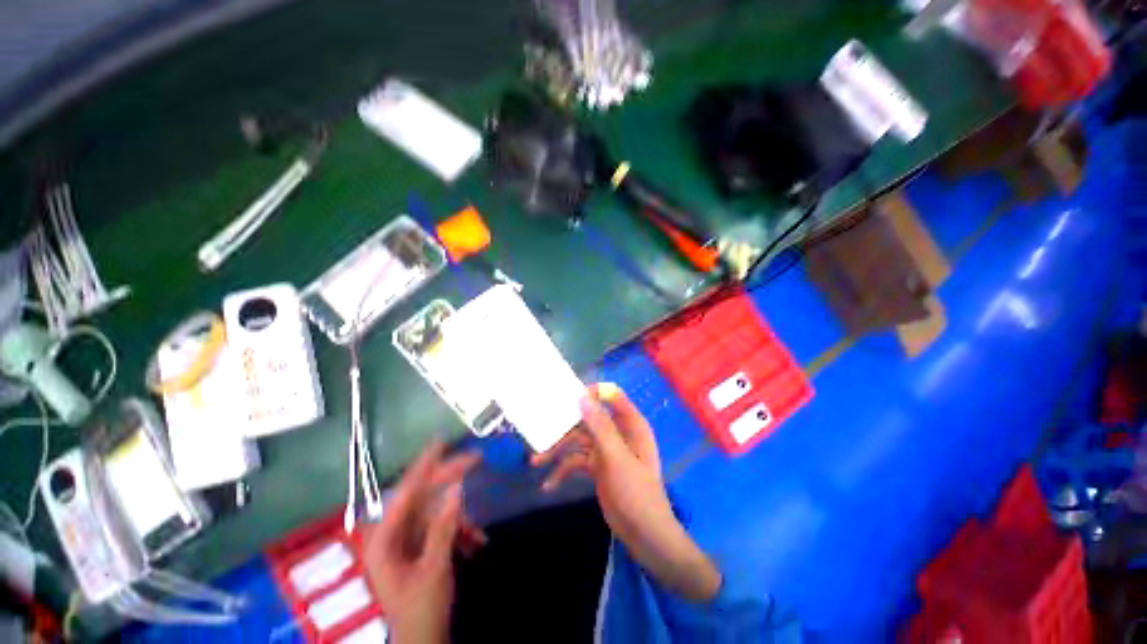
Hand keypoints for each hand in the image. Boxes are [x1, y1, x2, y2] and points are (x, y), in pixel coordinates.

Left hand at [360, 442, 485, 642]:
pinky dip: (460, 531)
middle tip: (475, 459)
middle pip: (423, 495)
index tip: (441, 442)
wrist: (423, 640)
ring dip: (460, 519)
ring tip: (479, 534)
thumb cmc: (421, 609)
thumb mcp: (434, 568)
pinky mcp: (419, 545)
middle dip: (450, 480)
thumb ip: (444, 527)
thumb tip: (458, 489)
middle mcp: (393, 533)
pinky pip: (442, 526)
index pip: (405, 491)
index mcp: (385, 538)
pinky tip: (476, 544)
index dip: (424, 464)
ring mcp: (407, 539)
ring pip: (436, 511)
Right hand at [532, 383, 721, 601]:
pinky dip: (563, 471)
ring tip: (535, 461)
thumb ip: (600, 426)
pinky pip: (577, 461)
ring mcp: (606, 450)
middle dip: (565, 425)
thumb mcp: (616, 458)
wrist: (645, 536)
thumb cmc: (636, 493)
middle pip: (588, 419)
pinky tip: (548, 484)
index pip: (611, 396)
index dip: (591, 393)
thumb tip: (582, 397)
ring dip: (558, 450)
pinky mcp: (597, 467)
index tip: (566, 397)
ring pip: (578, 441)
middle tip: (541, 427)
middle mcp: (617, 432)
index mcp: (630, 424)